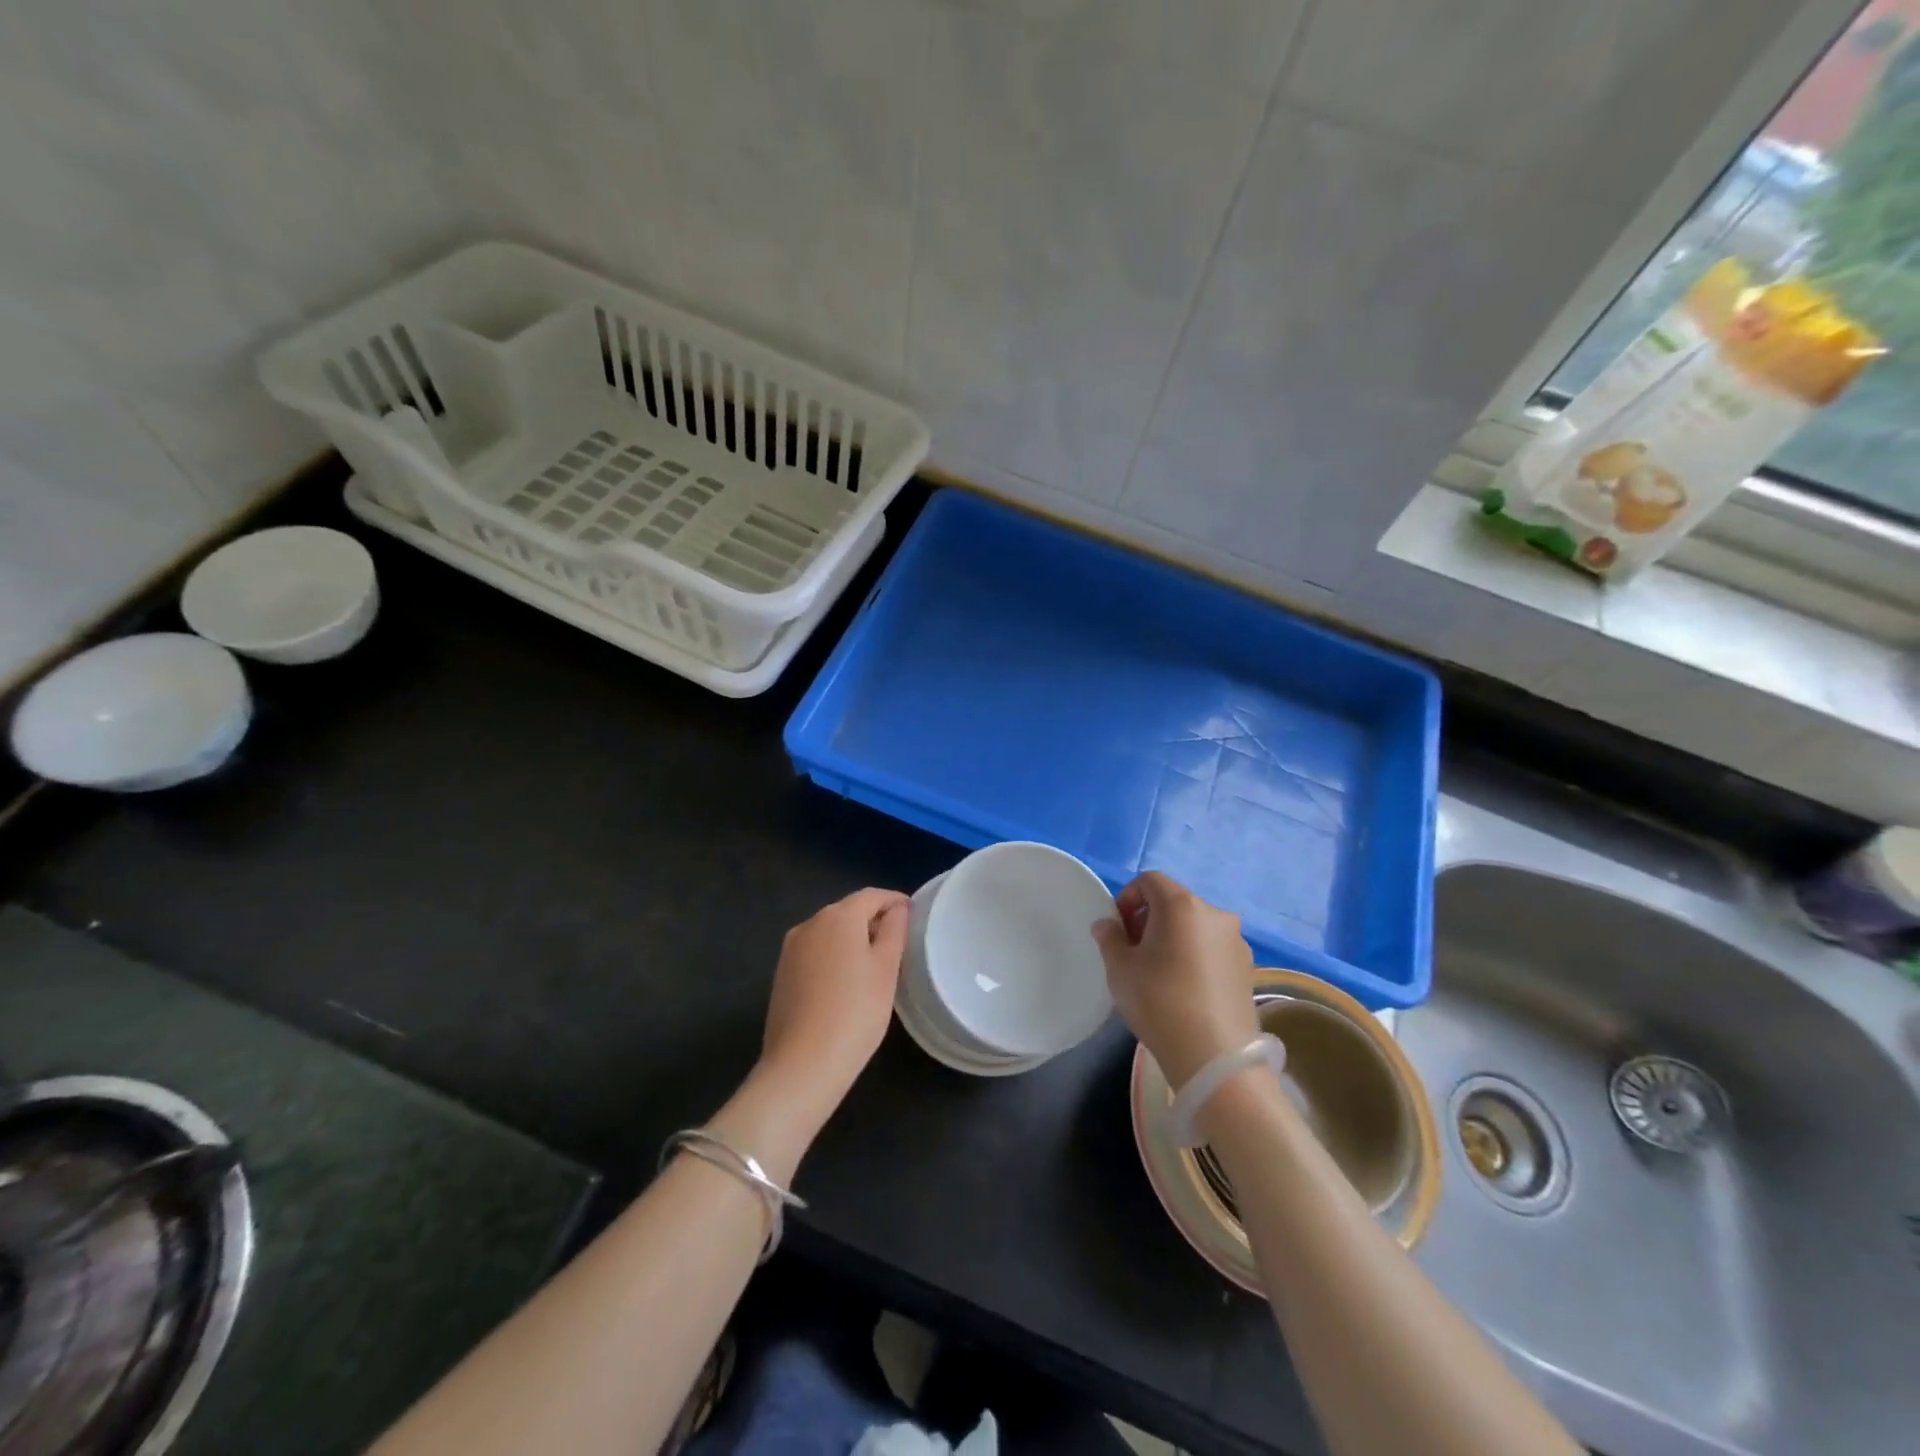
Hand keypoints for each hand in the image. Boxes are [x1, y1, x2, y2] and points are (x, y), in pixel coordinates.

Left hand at [758, 888, 909, 1124]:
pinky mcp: (781, 974)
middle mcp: (809, 924)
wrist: (802, 1065)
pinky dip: (834, 956)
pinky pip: (815, 952)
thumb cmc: (855, 1012)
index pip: (871, 896)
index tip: (913, 913)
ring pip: (829, 932)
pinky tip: (847, 982)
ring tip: (875, 963)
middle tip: (898, 940)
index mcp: (838, 917)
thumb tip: (897, 909)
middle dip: (873, 920)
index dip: (894, 900)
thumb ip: (894, 931)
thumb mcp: (886, 970)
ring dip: (852, 939)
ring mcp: (791, 949)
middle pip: (847, 911)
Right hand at [1092, 871, 1256, 1088]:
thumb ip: (1110, 938)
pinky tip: (1184, 988)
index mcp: (1182, 905)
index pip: (1150, 881)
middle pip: (1174, 902)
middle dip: (1149, 919)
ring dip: (1173, 937)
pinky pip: (1212, 948)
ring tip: (1159, 973)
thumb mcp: (1120, 969)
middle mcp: (1215, 914)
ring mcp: (1236, 941)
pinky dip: (1195, 955)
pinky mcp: (1247, 968)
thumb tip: (1108, 925)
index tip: (1118, 929)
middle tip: (1133, 951)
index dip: (1128, 898)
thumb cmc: (1159, 1002)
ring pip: (1195, 926)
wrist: (1215, 1057)